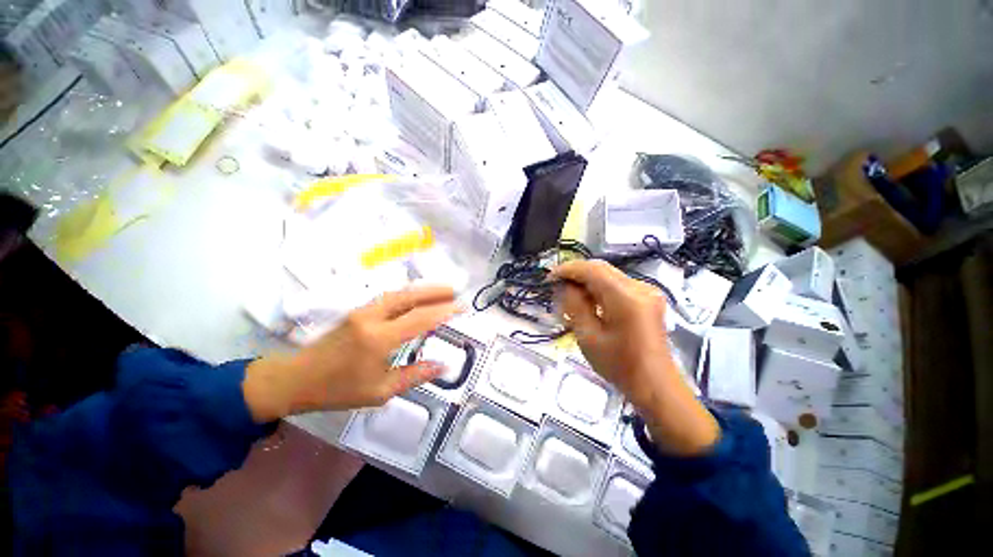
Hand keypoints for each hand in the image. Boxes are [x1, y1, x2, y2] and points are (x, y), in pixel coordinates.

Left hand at [243, 286, 460, 421]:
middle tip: (455, 291)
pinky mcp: (358, 310)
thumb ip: (414, 376)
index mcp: (379, 339)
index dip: (444, 311)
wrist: (296, 378)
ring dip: (423, 290)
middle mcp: (372, 318)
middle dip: (435, 291)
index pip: (420, 318)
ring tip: (442, 291)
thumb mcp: (380, 391)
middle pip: (409, 296)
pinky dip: (409, 294)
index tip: (461, 308)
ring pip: (400, 293)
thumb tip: (443, 366)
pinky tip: (418, 297)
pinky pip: (390, 297)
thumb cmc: (338, 389)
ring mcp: (363, 311)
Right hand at [551, 261, 718, 455]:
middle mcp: (640, 287)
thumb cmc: (619, 365)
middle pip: (601, 269)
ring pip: (608, 275)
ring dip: (587, 281)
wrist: (655, 384)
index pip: (592, 270)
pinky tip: (589, 301)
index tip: (549, 278)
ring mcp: (647, 291)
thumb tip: (566, 285)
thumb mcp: (588, 336)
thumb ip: (575, 305)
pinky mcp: (647, 298)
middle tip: (557, 287)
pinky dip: (599, 288)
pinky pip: (617, 284)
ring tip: (570, 296)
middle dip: (576, 274)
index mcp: (626, 297)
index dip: (568, 269)